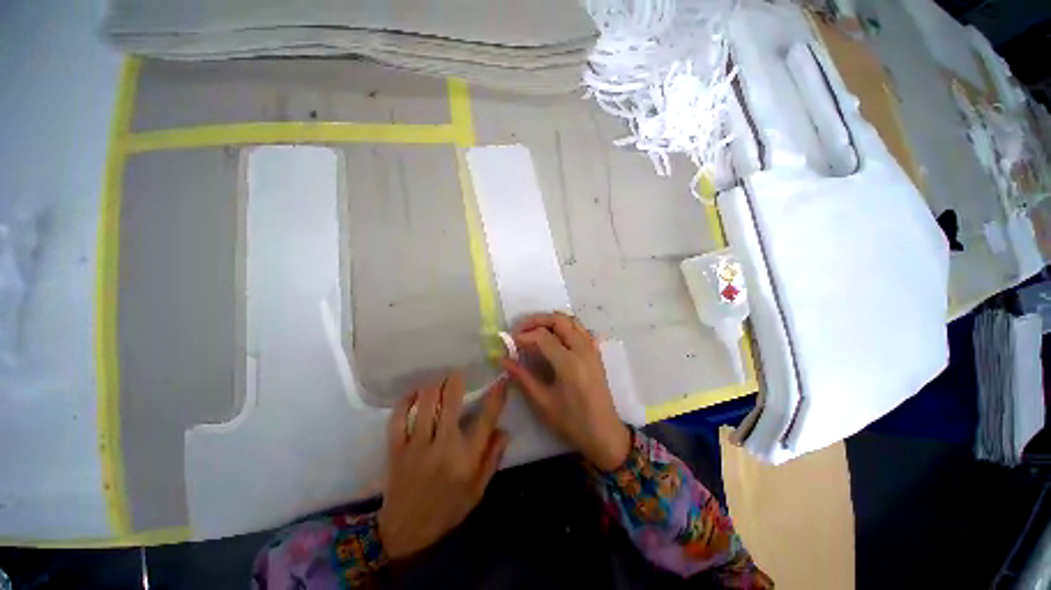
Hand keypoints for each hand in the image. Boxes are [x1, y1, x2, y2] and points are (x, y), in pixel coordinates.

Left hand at [378, 373, 508, 559]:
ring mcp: (417, 446)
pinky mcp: (396, 449)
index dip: (496, 396)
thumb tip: (504, 429)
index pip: (486, 419)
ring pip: (425, 404)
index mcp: (466, 458)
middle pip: (450, 402)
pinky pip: (398, 419)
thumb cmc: (447, 509)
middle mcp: (443, 446)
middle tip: (458, 374)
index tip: (501, 381)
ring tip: (438, 381)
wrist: (405, 532)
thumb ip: (492, 458)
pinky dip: (405, 402)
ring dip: (433, 386)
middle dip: (456, 381)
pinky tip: (413, 394)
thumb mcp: (478, 490)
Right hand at [500, 312, 630, 471]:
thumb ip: (522, 377)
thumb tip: (502, 359)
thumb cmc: (571, 421)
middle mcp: (582, 349)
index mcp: (568, 363)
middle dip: (537, 320)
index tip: (510, 342)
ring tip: (536, 331)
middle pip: (559, 320)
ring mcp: (592, 349)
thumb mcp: (542, 402)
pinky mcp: (596, 353)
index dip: (524, 335)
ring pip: (572, 321)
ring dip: (552, 321)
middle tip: (521, 330)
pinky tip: (557, 338)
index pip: (542, 336)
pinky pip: (581, 330)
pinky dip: (567, 327)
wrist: (604, 433)